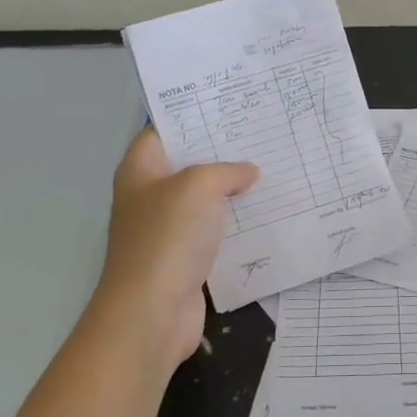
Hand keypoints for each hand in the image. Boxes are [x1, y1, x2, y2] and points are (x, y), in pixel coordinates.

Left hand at [92, 129, 258, 374]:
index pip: (164, 130)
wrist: (153, 311)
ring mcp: (168, 229)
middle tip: (264, 134)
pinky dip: (238, 223)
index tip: (231, 105)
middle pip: (189, 164)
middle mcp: (151, 195)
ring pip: (207, 199)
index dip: (194, 115)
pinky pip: (216, 231)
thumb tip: (248, 172)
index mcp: (141, 170)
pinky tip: (269, 212)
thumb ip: (226, 171)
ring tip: (275, 168)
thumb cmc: (168, 238)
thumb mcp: (198, 186)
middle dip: (224, 152)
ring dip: (235, 189)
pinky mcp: (187, 257)